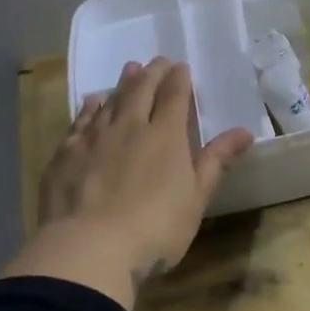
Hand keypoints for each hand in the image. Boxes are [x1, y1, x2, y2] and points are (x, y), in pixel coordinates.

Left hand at [2, 57, 254, 308]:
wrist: (89, 249)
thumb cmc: (156, 227)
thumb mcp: (197, 197)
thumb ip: (217, 161)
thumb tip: (244, 131)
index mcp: (166, 136)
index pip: (174, 96)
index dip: (179, 79)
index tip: (181, 67)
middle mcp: (129, 127)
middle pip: (141, 91)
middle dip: (152, 74)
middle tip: (157, 61)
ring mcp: (93, 139)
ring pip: (110, 102)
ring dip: (122, 84)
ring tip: (129, 70)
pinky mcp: (65, 156)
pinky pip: (80, 122)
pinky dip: (89, 108)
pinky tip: (92, 102)